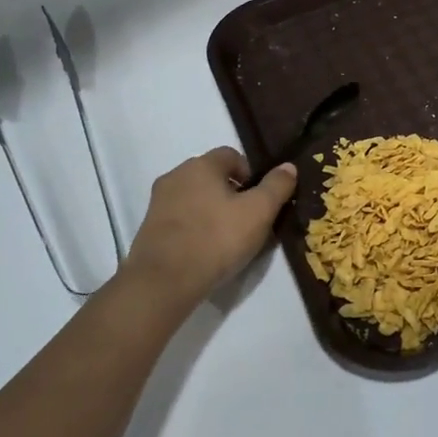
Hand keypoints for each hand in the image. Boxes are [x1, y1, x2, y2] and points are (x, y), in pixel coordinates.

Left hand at [120, 149, 297, 309]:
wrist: (163, 281)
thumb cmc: (216, 239)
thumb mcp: (258, 212)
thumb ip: (276, 186)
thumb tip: (288, 166)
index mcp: (201, 165)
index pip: (231, 155)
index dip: (251, 174)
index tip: (260, 200)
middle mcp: (176, 176)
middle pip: (212, 176)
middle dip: (232, 193)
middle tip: (248, 219)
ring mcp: (158, 202)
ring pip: (195, 198)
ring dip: (212, 210)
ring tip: (227, 238)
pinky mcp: (149, 228)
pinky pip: (181, 218)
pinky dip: (195, 227)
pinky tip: (206, 250)